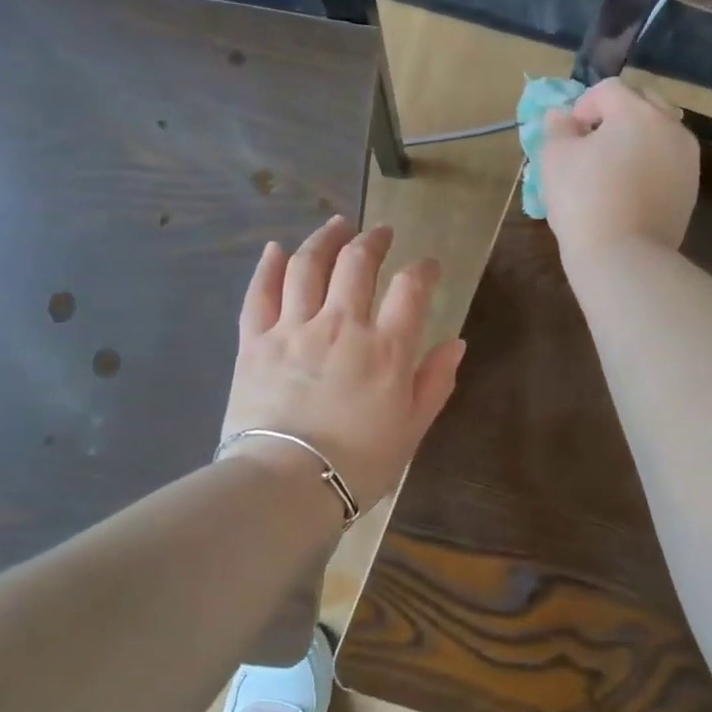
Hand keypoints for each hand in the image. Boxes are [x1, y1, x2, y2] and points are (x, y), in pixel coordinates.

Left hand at [221, 216, 465, 506]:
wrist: (287, 485)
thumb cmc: (359, 464)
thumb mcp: (412, 429)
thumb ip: (435, 381)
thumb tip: (456, 343)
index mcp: (386, 348)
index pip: (411, 289)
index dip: (424, 270)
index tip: (428, 266)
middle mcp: (342, 325)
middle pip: (357, 263)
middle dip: (373, 241)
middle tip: (382, 234)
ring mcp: (294, 329)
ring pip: (307, 265)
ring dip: (324, 239)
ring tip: (336, 226)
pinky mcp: (255, 341)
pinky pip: (260, 293)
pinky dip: (268, 266)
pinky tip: (276, 248)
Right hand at [541, 78, 699, 264]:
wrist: (624, 257)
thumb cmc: (583, 202)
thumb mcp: (555, 159)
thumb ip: (558, 128)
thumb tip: (563, 117)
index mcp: (637, 112)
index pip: (608, 90)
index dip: (583, 105)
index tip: (568, 134)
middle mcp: (670, 126)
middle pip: (642, 104)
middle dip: (616, 116)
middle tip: (592, 145)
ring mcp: (687, 159)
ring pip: (660, 133)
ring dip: (637, 139)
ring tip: (613, 168)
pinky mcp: (691, 189)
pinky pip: (668, 163)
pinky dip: (650, 165)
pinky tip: (630, 190)